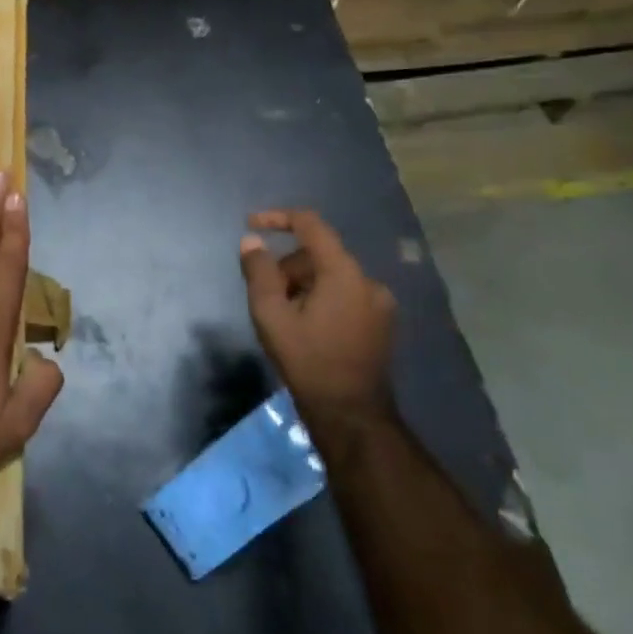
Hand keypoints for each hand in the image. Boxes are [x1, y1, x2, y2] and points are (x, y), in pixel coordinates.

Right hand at [239, 209, 395, 419]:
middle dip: (287, 267)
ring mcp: (379, 303)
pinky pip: (344, 294)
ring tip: (284, 317)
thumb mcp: (271, 315)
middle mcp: (368, 280)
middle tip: (265, 296)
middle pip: (318, 255)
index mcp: (344, 273)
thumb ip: (259, 272)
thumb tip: (252, 241)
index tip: (251, 224)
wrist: (351, 415)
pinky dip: (321, 298)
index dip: (278, 218)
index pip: (311, 225)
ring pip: (330, 276)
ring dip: (303, 285)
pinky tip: (306, 327)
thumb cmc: (308, 361)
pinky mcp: (381, 322)